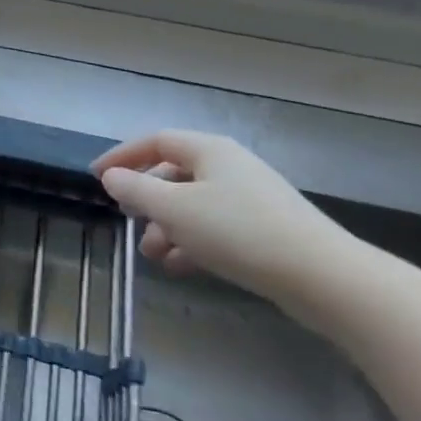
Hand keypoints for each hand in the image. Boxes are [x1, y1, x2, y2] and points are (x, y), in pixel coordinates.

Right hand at [92, 130, 369, 313]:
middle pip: (174, 173)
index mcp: (209, 151)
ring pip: (194, 205)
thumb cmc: (238, 232)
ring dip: (166, 227)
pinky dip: (193, 243)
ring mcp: (251, 199)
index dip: (123, 156)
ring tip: (152, 255)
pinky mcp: (266, 231)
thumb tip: (112, 177)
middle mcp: (230, 167)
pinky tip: (180, 267)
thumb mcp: (174, 209)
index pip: (155, 141)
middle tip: (127, 219)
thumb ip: (136, 189)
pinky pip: (216, 228)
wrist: (324, 278)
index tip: (97, 176)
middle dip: (146, 199)